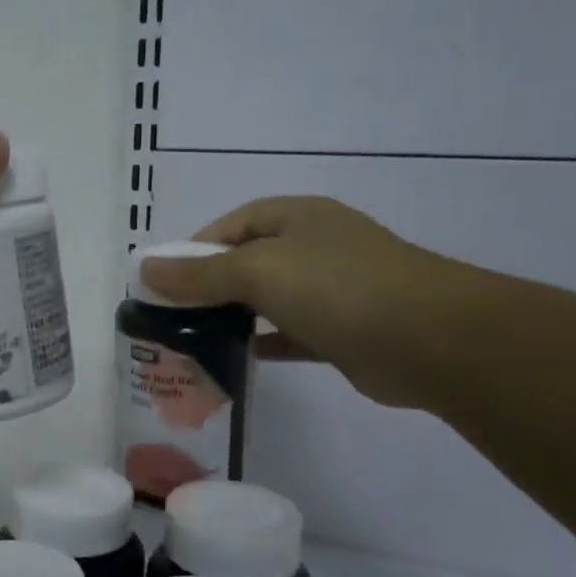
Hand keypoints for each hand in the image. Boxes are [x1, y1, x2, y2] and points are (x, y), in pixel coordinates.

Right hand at [139, 196, 463, 407]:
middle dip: (211, 284)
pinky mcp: (342, 332)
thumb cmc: (339, 287)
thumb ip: (201, 273)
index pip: (234, 224)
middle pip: (249, 260)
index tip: (164, 280)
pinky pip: (290, 333)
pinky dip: (264, 342)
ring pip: (270, 299)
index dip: (196, 247)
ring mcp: (333, 290)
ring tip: (194, 338)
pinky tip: (237, 358)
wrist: (430, 340)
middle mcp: (315, 247)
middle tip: (173, 314)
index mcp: (298, 218)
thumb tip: (145, 269)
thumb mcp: (259, 270)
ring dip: (235, 315)